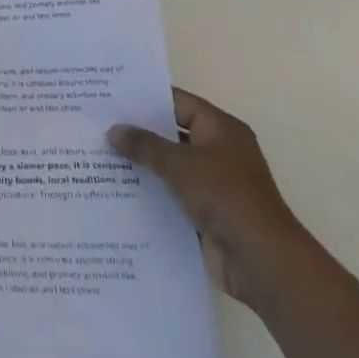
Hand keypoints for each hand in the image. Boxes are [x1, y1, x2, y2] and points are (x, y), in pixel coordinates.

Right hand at [107, 88, 310, 311]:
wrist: (262, 261)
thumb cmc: (226, 198)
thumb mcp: (181, 164)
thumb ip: (145, 145)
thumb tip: (114, 130)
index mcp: (221, 130)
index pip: (177, 102)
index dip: (145, 98)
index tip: (109, 96)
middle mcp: (218, 151)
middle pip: (171, 133)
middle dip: (137, 131)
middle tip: (97, 124)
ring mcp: (212, 183)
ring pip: (168, 166)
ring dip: (140, 164)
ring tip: (98, 155)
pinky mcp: (205, 212)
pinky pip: (170, 194)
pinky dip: (149, 191)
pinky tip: (115, 189)